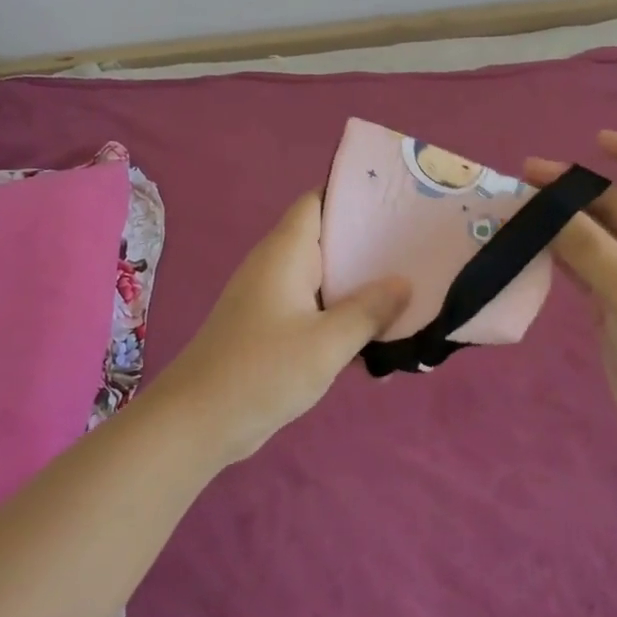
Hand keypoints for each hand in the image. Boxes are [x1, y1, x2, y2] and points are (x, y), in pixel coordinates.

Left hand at [152, 193, 409, 464]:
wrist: (198, 421)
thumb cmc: (262, 371)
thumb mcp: (326, 343)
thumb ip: (369, 311)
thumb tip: (404, 282)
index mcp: (286, 251)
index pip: (319, 200)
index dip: (355, 194)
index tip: (398, 198)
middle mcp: (277, 264)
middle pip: (327, 238)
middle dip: (369, 242)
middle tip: (417, 246)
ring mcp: (273, 296)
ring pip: (325, 277)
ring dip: (359, 284)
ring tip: (410, 288)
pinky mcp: (272, 326)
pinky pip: (315, 308)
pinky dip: (342, 315)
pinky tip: (377, 336)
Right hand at [525, 132, 616, 455]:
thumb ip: (586, 244)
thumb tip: (544, 208)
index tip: (595, 141)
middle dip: (577, 191)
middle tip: (526, 178)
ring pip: (598, 236)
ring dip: (562, 222)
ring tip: (517, 208)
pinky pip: (587, 265)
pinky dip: (560, 253)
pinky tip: (528, 244)